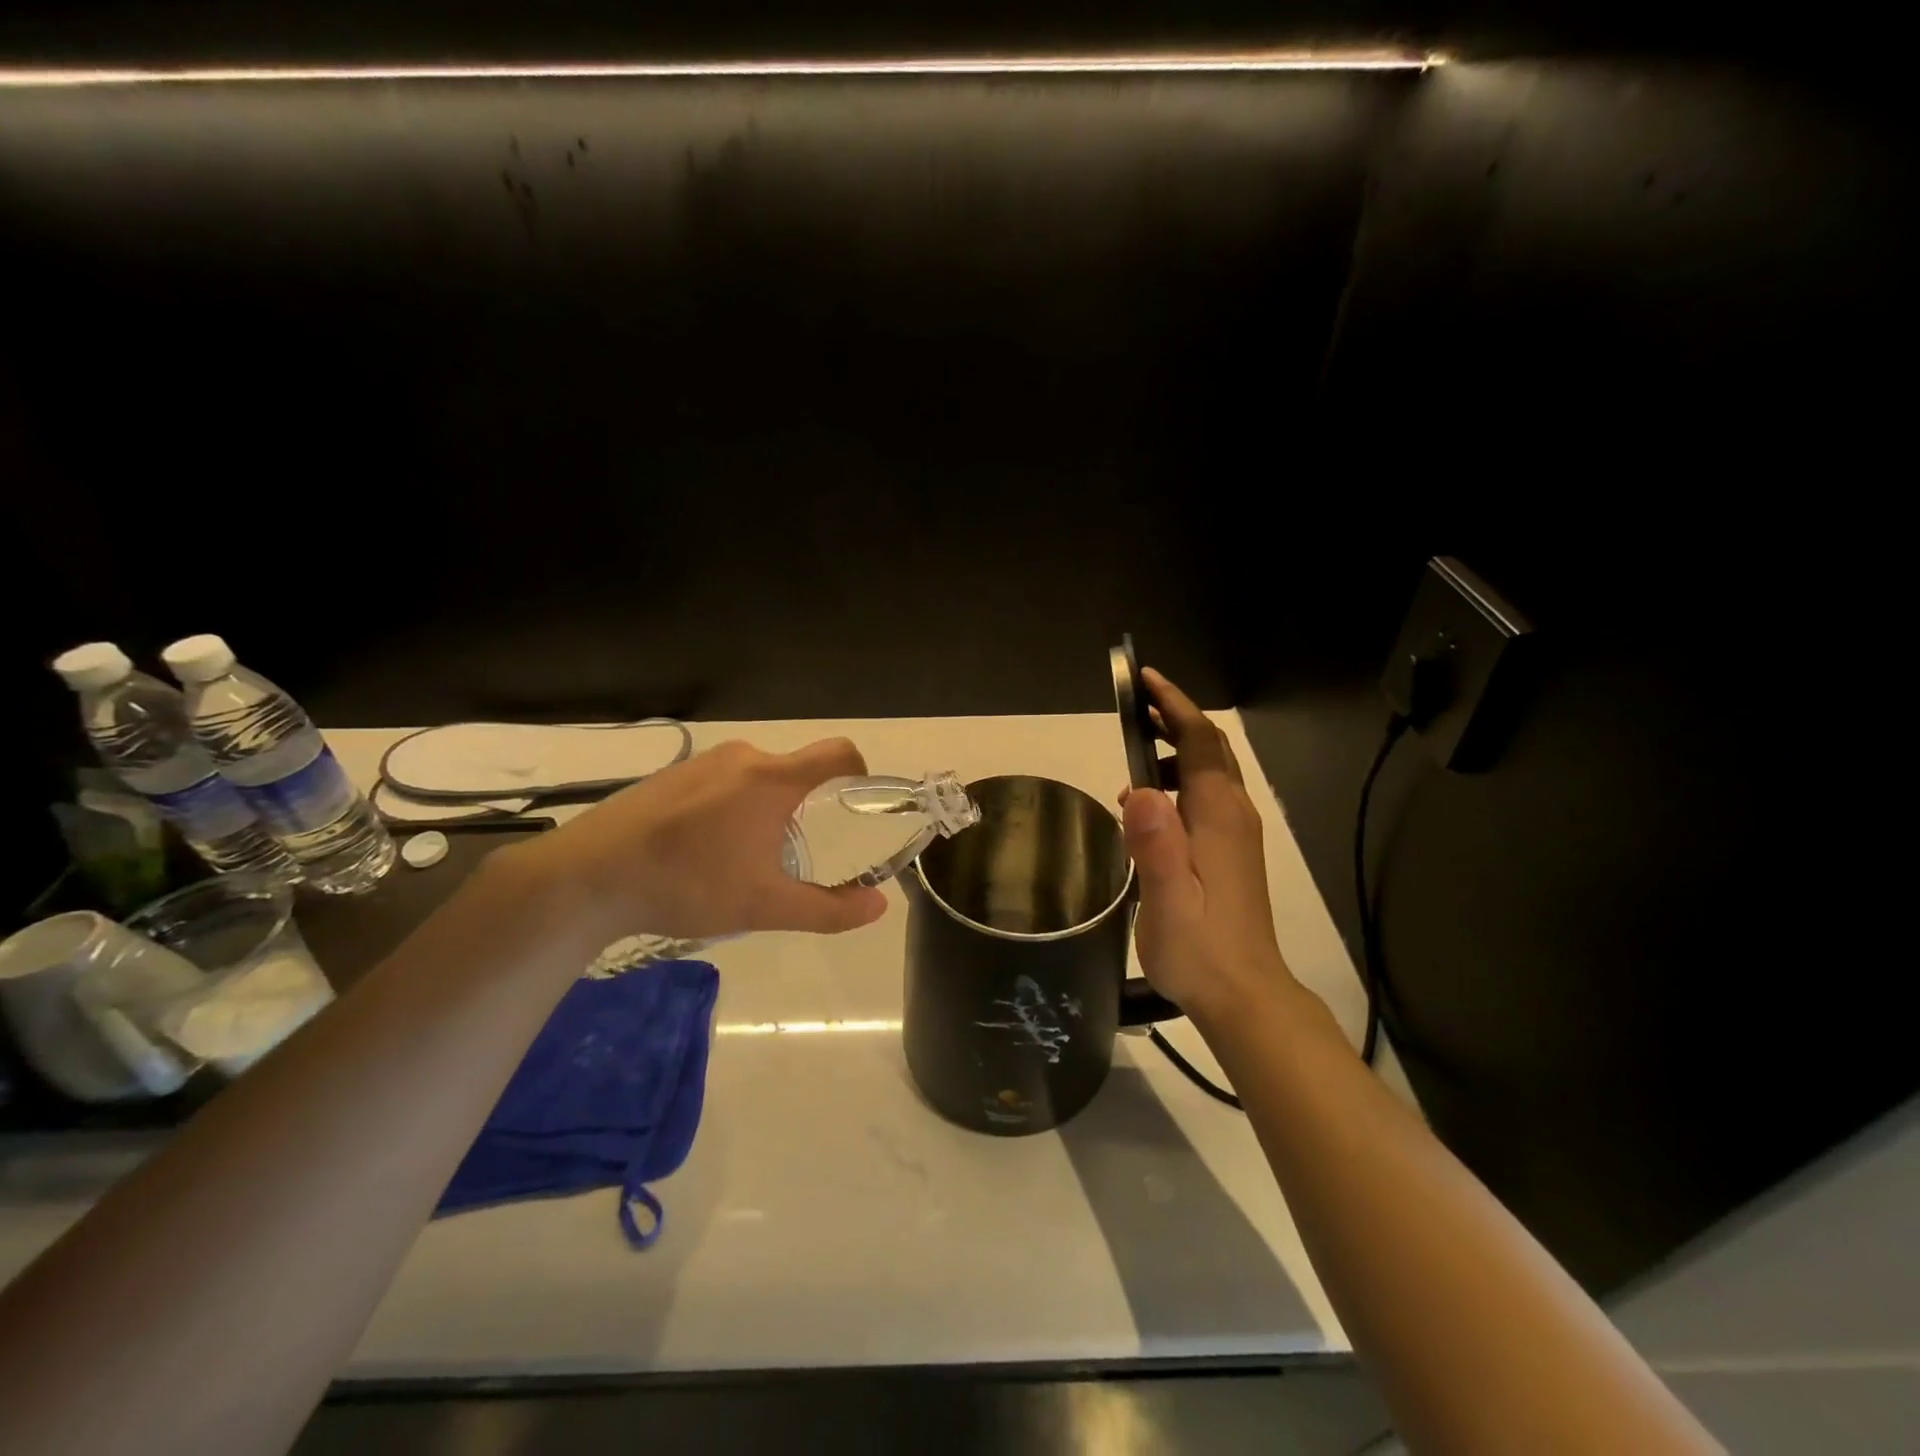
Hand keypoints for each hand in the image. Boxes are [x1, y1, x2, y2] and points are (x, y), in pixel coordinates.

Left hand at [504, 737, 888, 946]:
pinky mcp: (671, 775)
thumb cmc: (689, 884)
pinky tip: (702, 849)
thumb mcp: (765, 905)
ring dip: (764, 808)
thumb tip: (878, 906)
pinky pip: (720, 782)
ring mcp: (701, 762)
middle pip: (795, 770)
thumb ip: (828, 909)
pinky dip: (729, 807)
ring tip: (744, 856)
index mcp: (772, 778)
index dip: (859, 771)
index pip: (837, 752)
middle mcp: (742, 757)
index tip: (859, 803)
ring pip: (755, 777)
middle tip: (794, 851)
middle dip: (805, 805)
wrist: (589, 876)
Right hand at [1122, 668, 1293, 1023]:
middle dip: (1175, 717)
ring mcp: (1237, 833)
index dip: (1173, 705)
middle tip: (1134, 705)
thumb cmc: (1199, 947)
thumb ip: (1155, 844)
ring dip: (1177, 749)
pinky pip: (1208, 796)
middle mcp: (1233, 814)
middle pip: (1211, 748)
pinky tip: (1150, 807)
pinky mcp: (1233, 852)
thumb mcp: (1167, 898)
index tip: (1145, 680)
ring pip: (1211, 771)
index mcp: (1217, 814)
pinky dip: (1181, 781)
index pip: (1201, 740)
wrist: (1244, 994)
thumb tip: (1139, 789)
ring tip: (1134, 752)